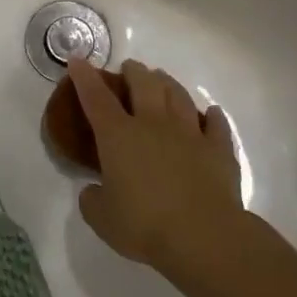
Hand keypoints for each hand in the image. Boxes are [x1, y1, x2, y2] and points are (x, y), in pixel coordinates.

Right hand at [70, 59, 242, 269]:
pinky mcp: (218, 149)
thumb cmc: (144, 225)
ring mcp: (189, 134)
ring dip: (167, 83)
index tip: (77, 60)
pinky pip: (216, 124)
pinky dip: (211, 116)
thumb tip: (94, 190)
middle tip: (129, 69)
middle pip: (143, 84)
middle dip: (133, 71)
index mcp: (118, 136)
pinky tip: (210, 113)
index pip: (96, 98)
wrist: (203, 236)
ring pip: (178, 95)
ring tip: (162, 80)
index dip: (84, 77)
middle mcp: (153, 124)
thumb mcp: (102, 218)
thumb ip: (92, 200)